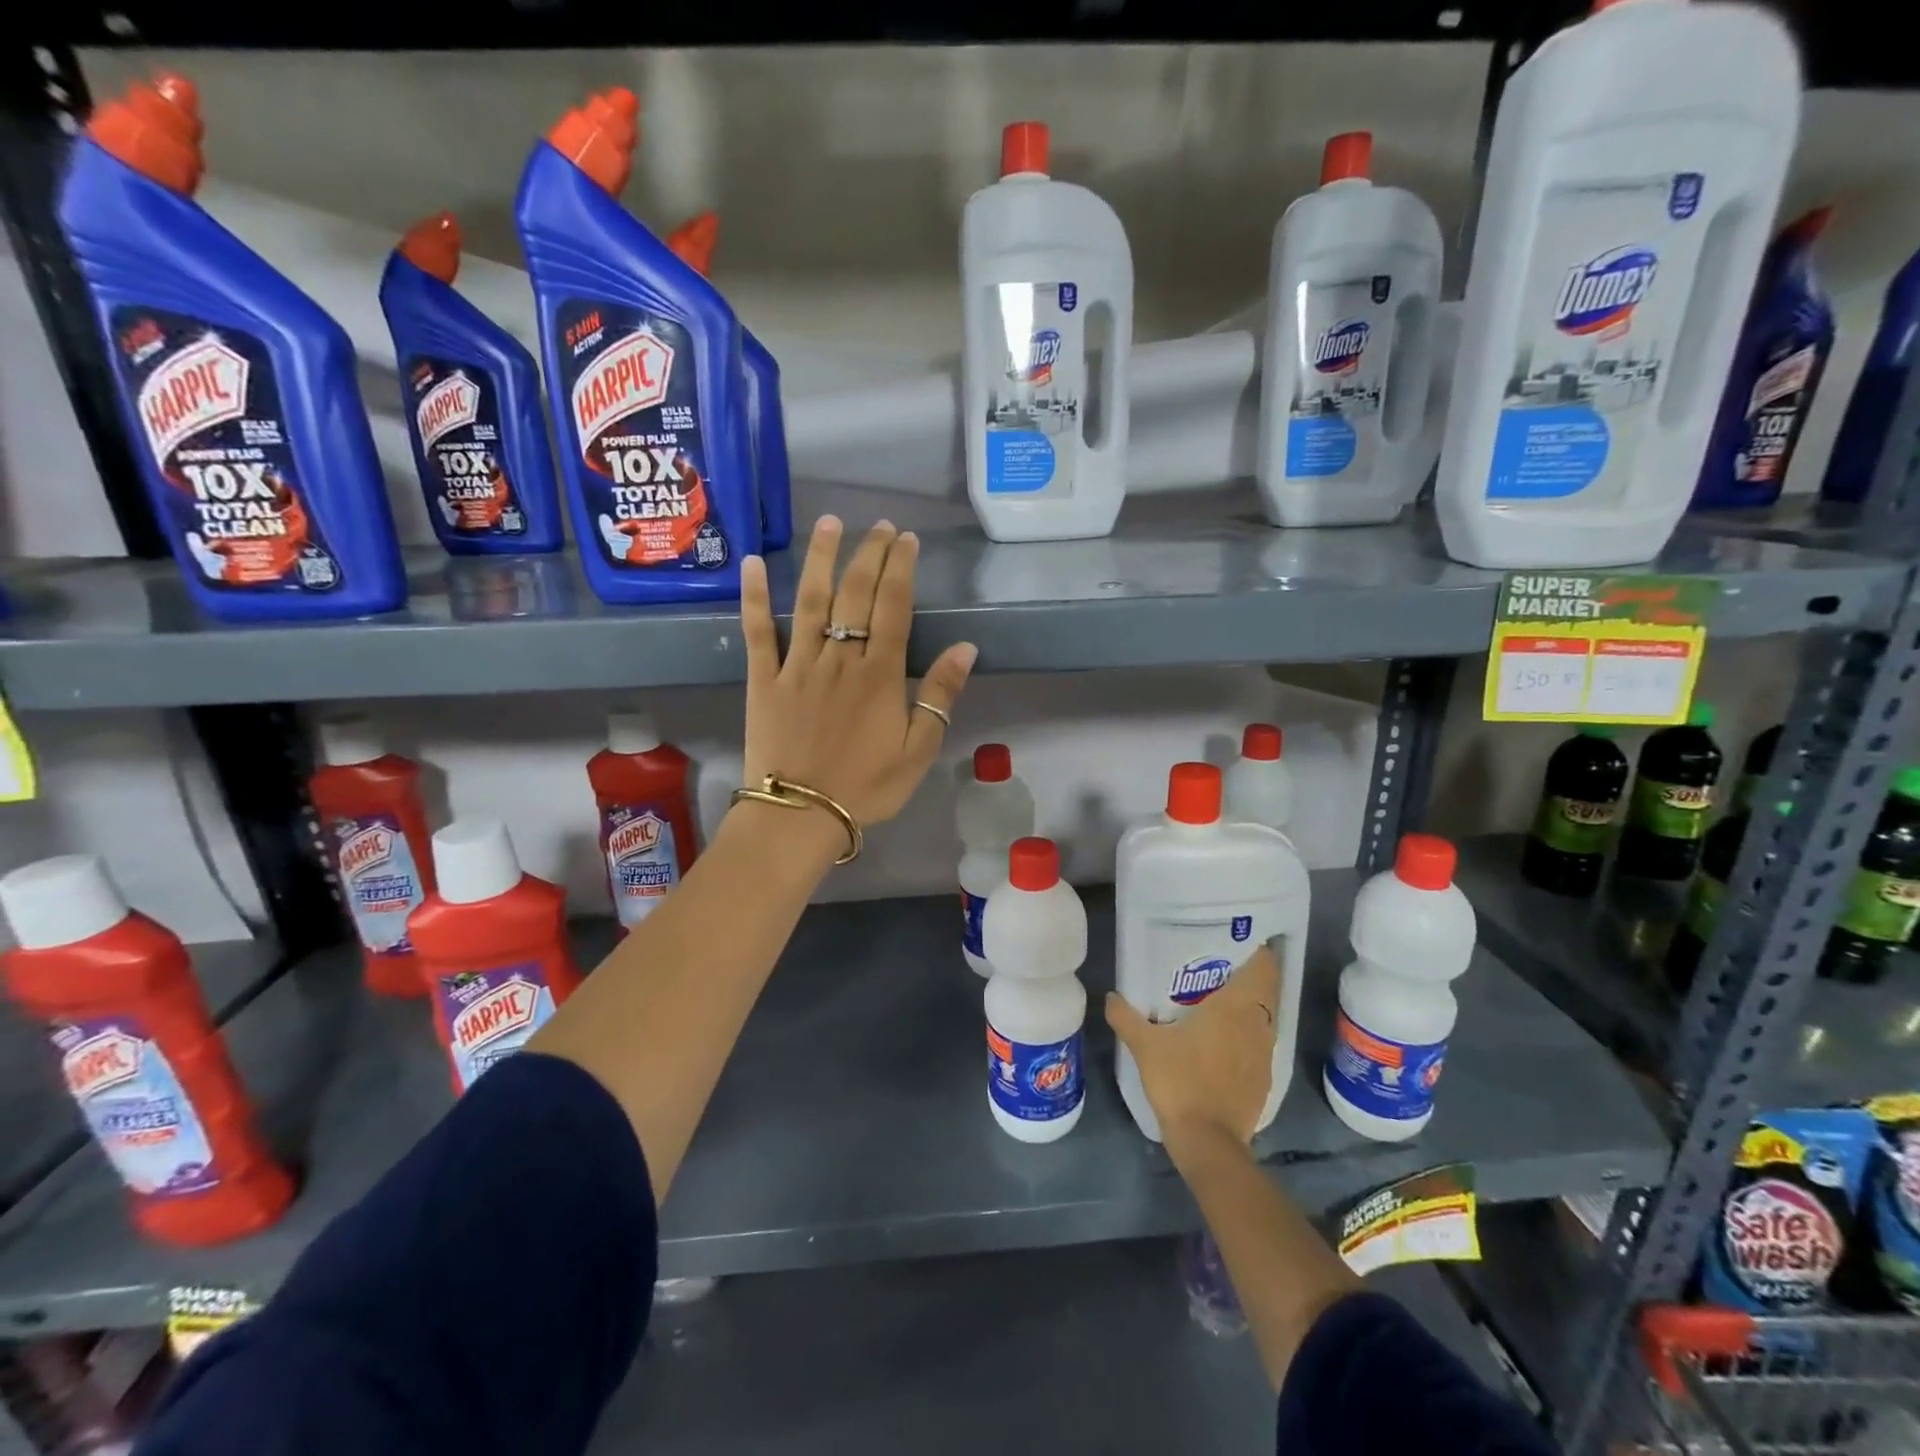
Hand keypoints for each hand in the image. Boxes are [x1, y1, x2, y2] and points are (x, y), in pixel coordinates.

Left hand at [740, 516, 976, 833]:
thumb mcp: (918, 750)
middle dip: (870, 554)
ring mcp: (797, 664)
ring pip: (810, 600)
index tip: (907, 540)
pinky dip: (755, 597)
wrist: (801, 814)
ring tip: (831, 524)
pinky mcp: (763, 679)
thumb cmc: (866, 786)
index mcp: (879, 674)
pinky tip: (755, 564)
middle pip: (855, 594)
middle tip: (880, 526)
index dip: (901, 569)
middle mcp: (839, 657)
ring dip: (821, 558)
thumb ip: (941, 696)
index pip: (893, 607)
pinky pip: (757, 631)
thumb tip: (966, 648)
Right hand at [1105, 945, 1281, 1157]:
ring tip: (1221, 1003)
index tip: (1239, 943)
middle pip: (1266, 991)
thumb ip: (1126, 1017)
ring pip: (1265, 1019)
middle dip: (1250, 978)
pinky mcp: (1265, 1080)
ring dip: (1250, 1009)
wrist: (1208, 1141)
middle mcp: (1258, 1025)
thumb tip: (1111, 996)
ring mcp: (1265, 1055)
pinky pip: (1260, 1045)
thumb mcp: (1145, 1046)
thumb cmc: (1180, 1081)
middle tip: (1221, 970)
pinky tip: (1224, 1043)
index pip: (1264, 968)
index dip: (1258, 952)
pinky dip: (1248, 1037)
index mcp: (1235, 1007)